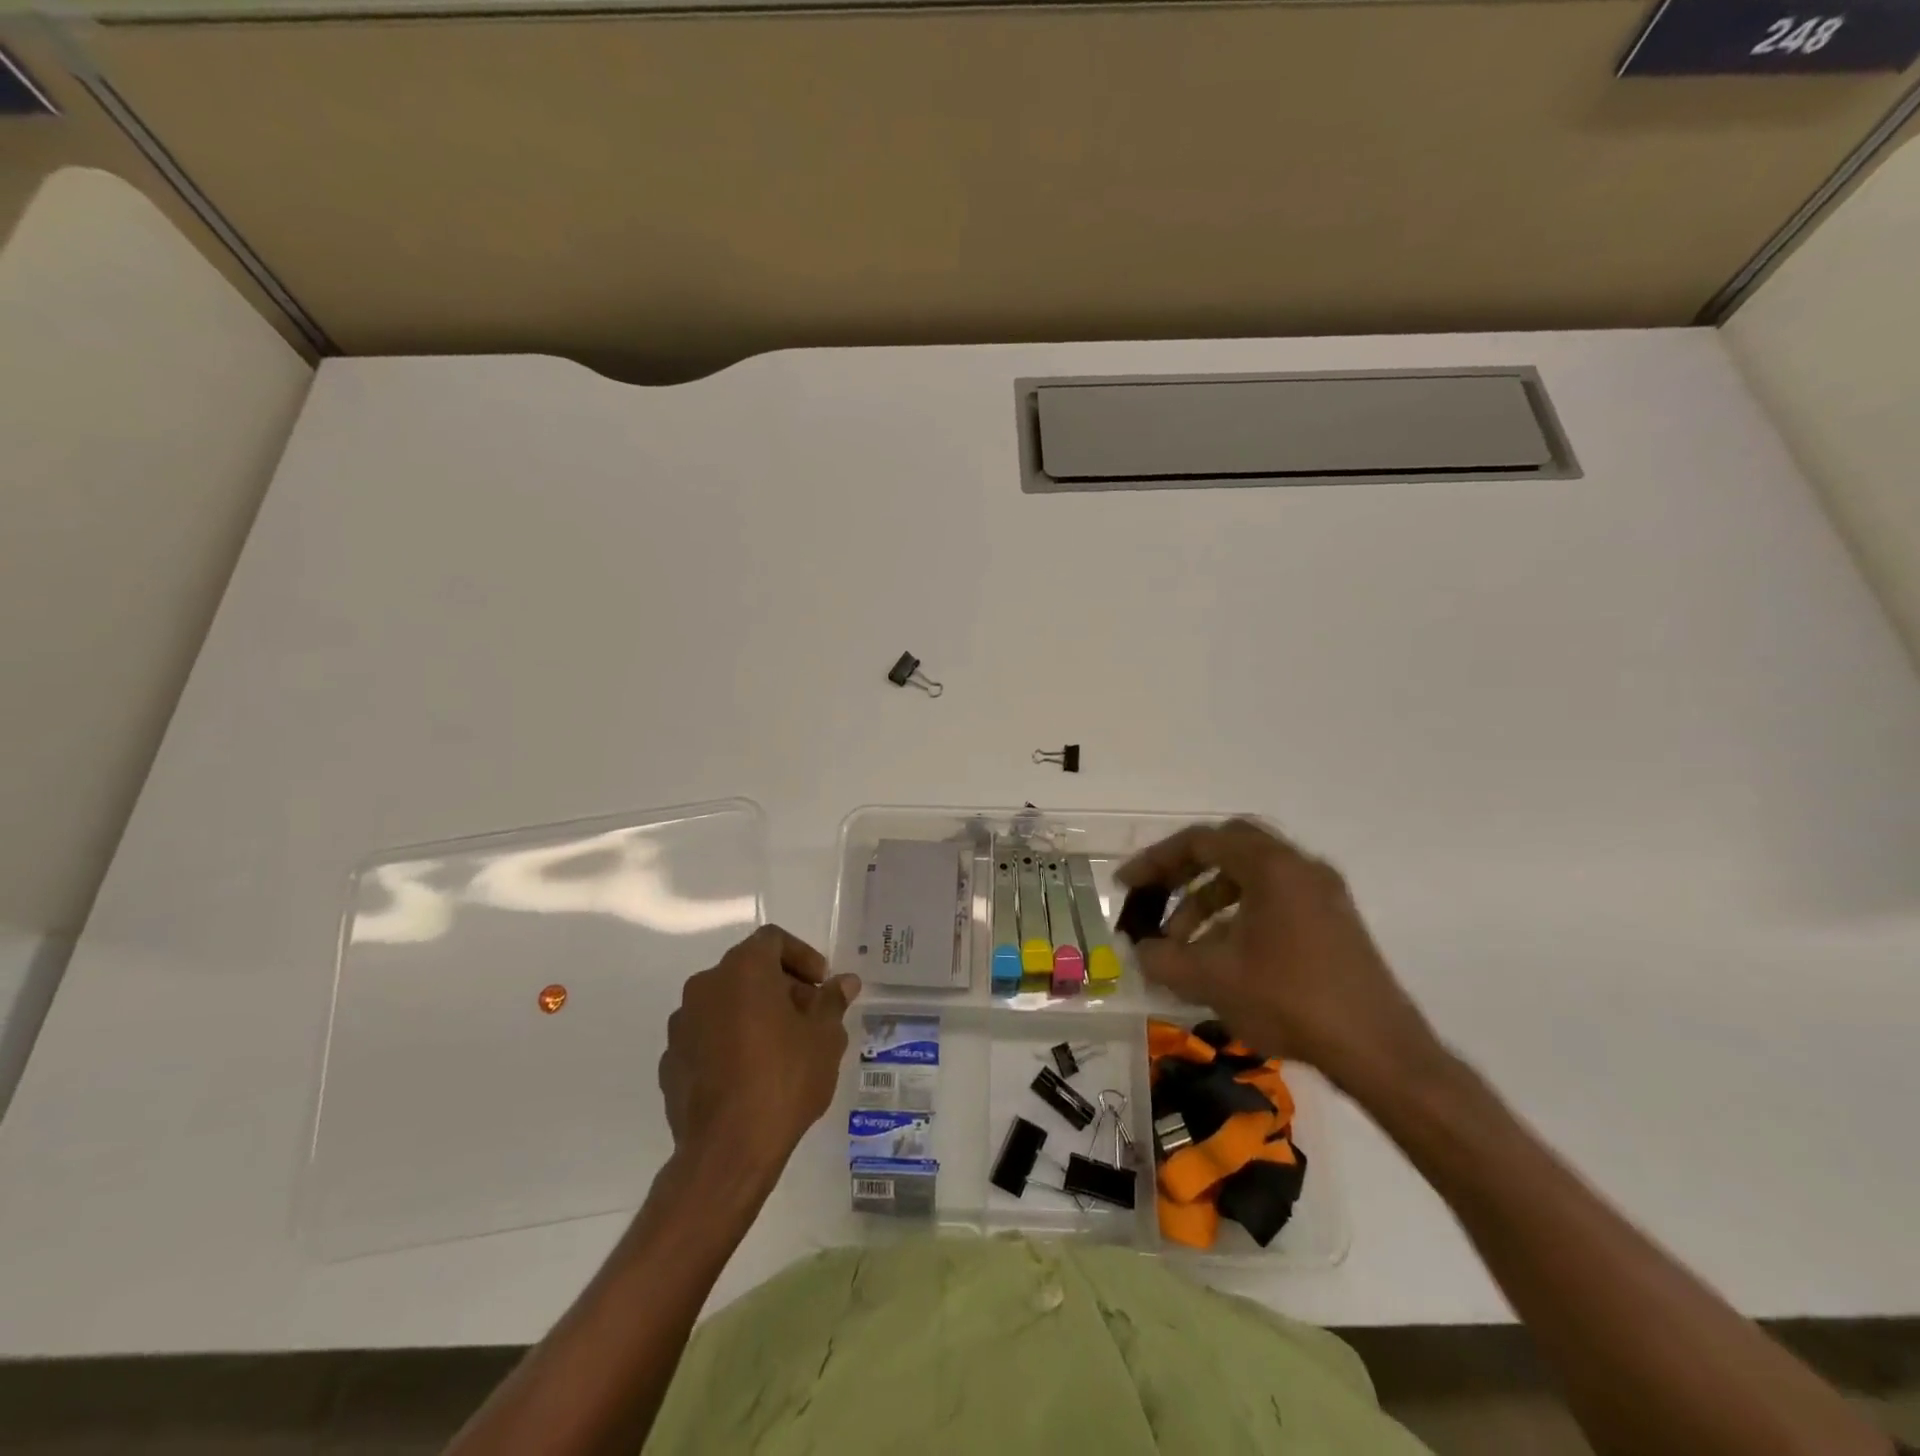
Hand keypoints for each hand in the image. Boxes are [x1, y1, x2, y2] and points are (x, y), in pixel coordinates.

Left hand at [658, 925, 858, 1178]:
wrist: (727, 1151)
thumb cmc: (784, 1080)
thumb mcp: (825, 1037)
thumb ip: (832, 1001)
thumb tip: (844, 982)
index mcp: (743, 970)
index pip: (773, 940)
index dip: (802, 956)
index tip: (821, 985)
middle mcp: (705, 986)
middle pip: (748, 969)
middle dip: (781, 986)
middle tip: (808, 1017)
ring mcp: (682, 1024)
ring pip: (725, 1003)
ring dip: (753, 1013)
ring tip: (782, 1048)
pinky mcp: (670, 1060)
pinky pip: (707, 1036)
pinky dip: (729, 1042)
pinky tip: (750, 1075)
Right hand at [1117, 819, 1438, 1093]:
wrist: (1379, 1051)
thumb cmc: (1290, 1000)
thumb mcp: (1212, 980)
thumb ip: (1163, 960)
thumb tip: (1139, 951)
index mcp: (1270, 866)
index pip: (1200, 842)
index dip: (1156, 861)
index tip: (1127, 887)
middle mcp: (1299, 867)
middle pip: (1228, 849)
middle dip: (1184, 873)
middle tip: (1156, 899)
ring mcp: (1322, 893)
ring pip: (1251, 877)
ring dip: (1210, 901)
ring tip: (1183, 944)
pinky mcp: (1334, 922)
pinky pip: (1274, 900)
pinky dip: (1239, 916)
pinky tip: (1223, 957)